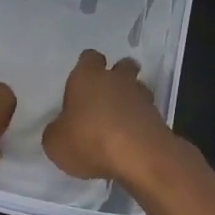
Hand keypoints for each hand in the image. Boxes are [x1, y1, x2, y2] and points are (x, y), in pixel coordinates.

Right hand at [42, 49, 173, 180]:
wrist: (139, 156)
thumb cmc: (89, 140)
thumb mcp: (56, 143)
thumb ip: (57, 131)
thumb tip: (61, 128)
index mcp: (87, 77)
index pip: (89, 58)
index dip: (86, 66)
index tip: (82, 80)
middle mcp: (117, 80)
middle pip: (122, 66)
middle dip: (117, 76)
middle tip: (106, 94)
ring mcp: (142, 97)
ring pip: (138, 88)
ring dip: (131, 99)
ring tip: (120, 120)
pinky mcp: (159, 117)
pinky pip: (147, 113)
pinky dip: (140, 121)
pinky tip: (131, 139)